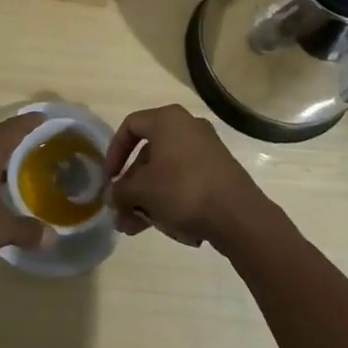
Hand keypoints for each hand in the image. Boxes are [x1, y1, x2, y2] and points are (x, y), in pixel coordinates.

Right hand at [106, 104, 264, 248]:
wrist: (238, 214)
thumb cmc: (182, 190)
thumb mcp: (142, 191)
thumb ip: (121, 191)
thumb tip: (113, 196)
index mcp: (167, 120)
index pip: (130, 126)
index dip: (114, 152)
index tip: (109, 178)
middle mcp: (187, 127)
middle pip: (149, 153)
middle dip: (132, 186)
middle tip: (122, 211)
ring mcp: (206, 149)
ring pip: (166, 171)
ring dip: (148, 198)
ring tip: (135, 228)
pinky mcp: (219, 171)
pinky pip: (185, 180)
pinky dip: (170, 198)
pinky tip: (164, 225)